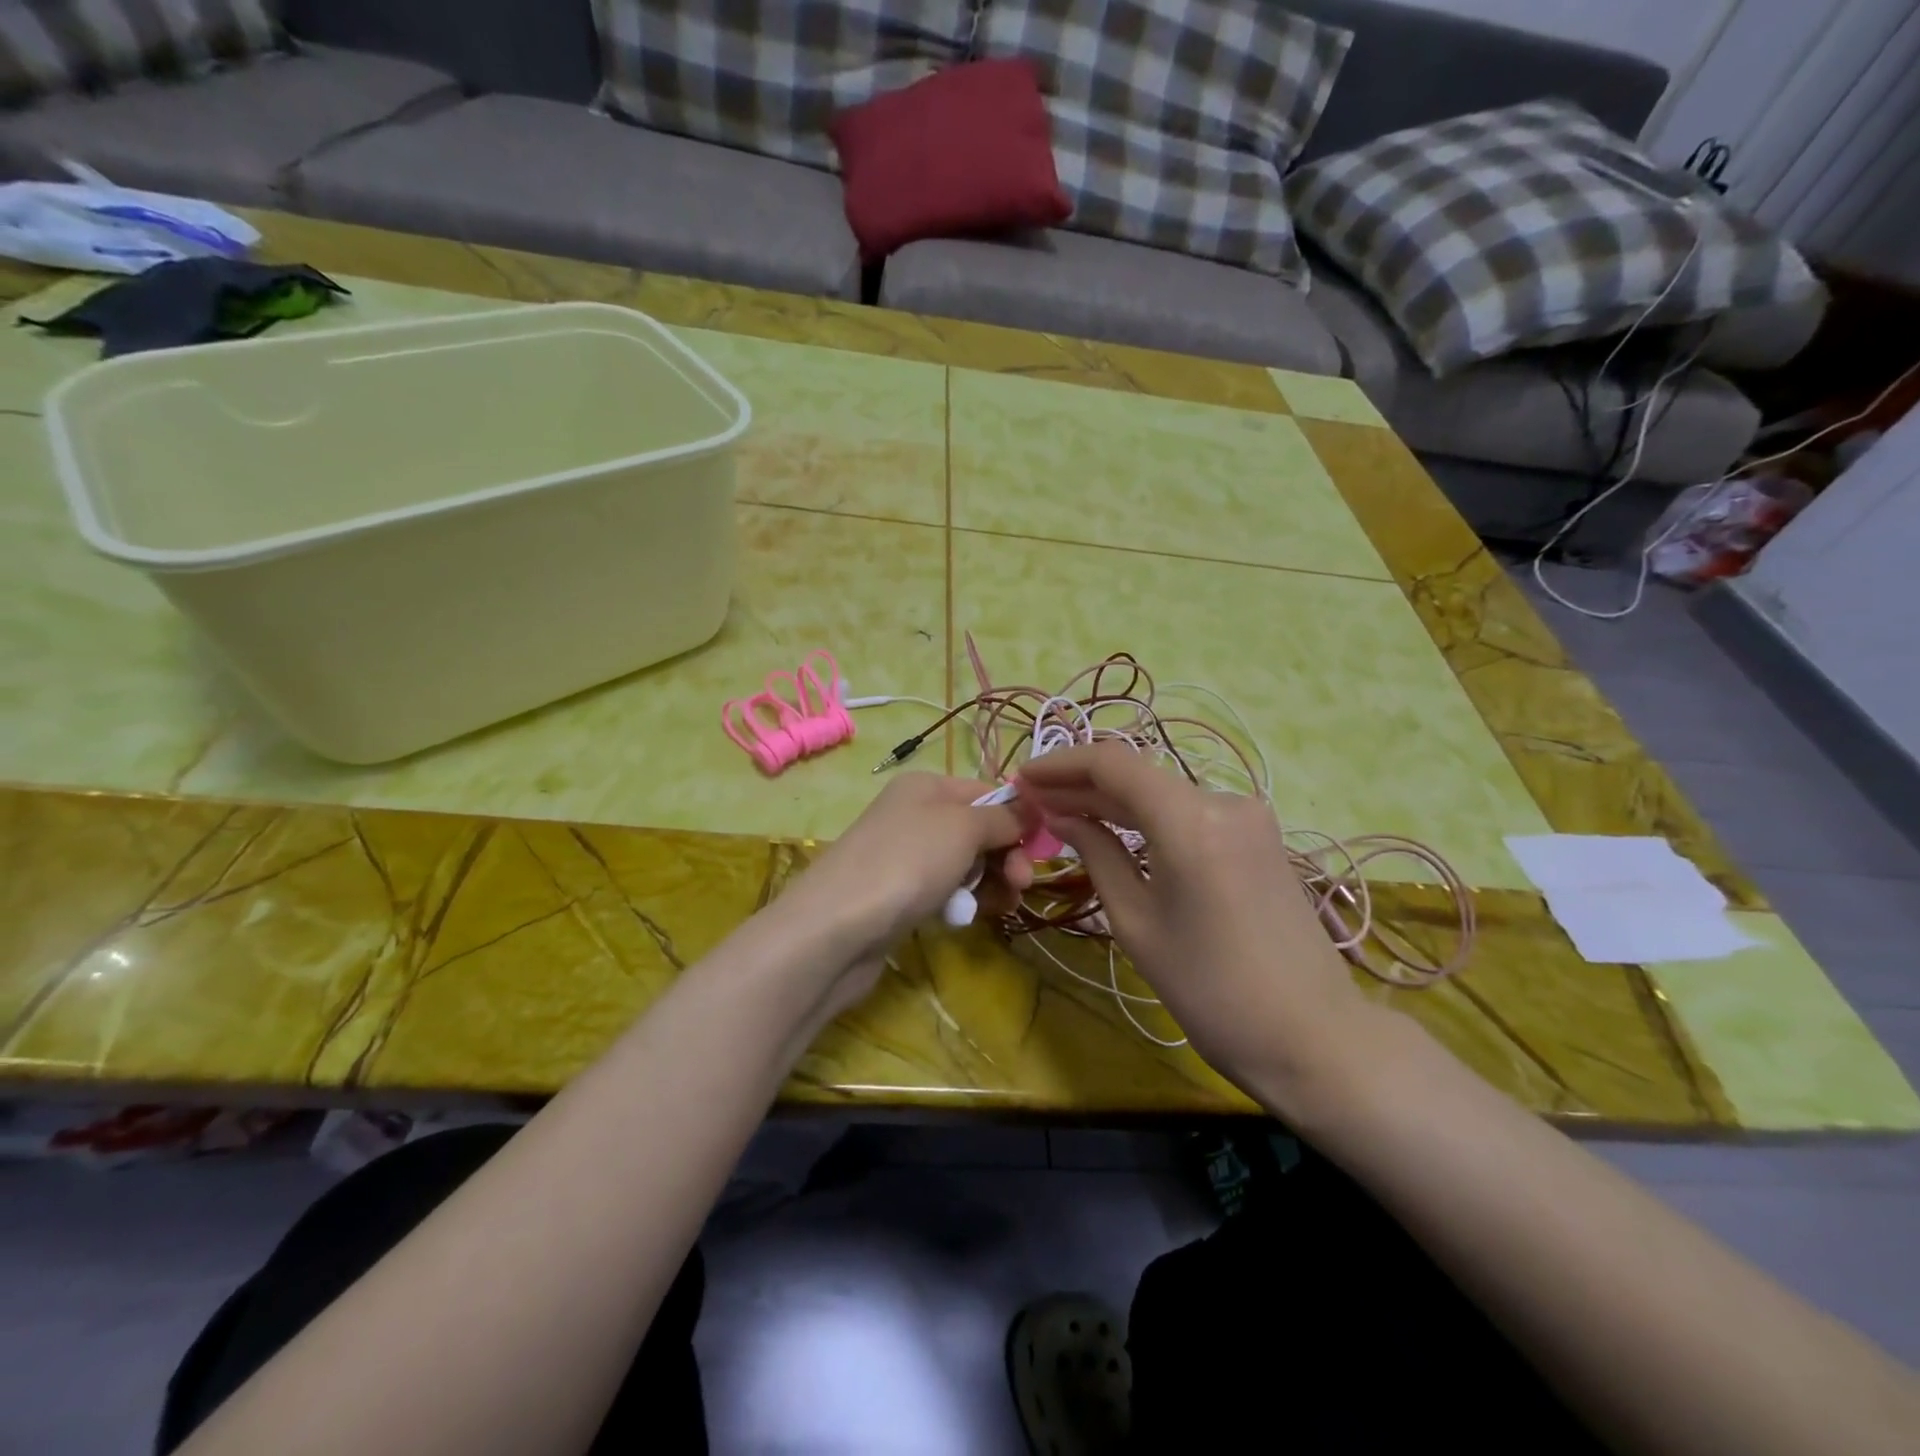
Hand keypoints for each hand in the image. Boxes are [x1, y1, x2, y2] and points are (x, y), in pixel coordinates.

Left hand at [775, 773, 1036, 1017]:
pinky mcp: (900, 894)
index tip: (1044, 848)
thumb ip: (1003, 816)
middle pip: (980, 830)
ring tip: (1002, 906)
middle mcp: (916, 814)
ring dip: (991, 882)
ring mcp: (906, 856)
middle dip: (1008, 855)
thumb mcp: (963, 827)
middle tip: (1022, 884)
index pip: (989, 792)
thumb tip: (1031, 807)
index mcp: (928, 786)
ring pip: (967, 864)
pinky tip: (968, 917)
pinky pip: (946, 890)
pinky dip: (963, 900)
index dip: (1020, 817)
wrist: (836, 927)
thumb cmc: (907, 863)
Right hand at [1016, 742, 1385, 1117]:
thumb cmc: (1210, 990)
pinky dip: (1148, 816)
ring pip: (1163, 793)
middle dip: (1082, 784)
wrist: (1311, 1036)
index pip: (1113, 764)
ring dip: (1113, 800)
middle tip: (1034, 800)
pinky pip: (1189, 812)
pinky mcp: (1258, 835)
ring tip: (1063, 813)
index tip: (1023, 777)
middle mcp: (1223, 801)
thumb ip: (1097, 854)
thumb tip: (1062, 815)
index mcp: (1191, 820)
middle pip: (1138, 775)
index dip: (1061, 764)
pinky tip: (1115, 828)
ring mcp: (1248, 816)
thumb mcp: (1136, 922)